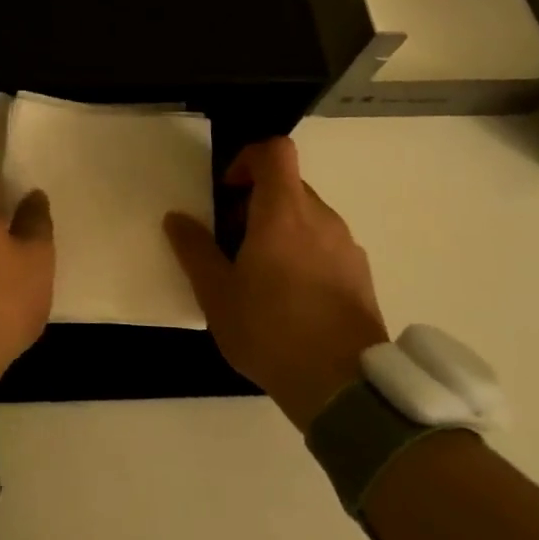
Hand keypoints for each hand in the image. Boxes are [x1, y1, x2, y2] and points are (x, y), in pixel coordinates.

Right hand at [163, 137, 387, 431]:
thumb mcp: (216, 293)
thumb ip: (194, 249)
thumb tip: (177, 218)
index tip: (227, 192)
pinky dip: (303, 253)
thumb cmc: (271, 331)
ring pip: (307, 217)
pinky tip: (290, 299)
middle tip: (231, 242)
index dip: (247, 159)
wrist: (344, 388)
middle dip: (255, 202)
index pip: (274, 151)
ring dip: (279, 229)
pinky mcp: (361, 275)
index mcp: (283, 212)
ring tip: (259, 275)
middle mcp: (321, 218)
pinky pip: (326, 245)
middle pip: (287, 185)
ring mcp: (346, 246)